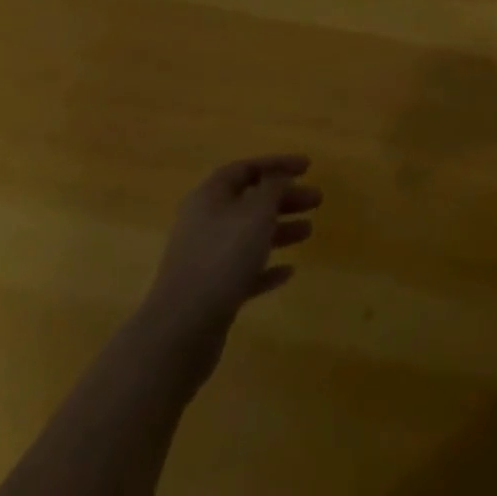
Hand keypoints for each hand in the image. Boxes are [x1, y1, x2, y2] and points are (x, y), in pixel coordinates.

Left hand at [139, 156, 321, 366]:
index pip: (247, 168)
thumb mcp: (256, 211)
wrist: (180, 331)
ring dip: (279, 230)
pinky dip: (265, 268)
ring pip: (248, 236)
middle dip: (284, 198)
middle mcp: (205, 222)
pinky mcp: (210, 292)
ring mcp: (205, 259)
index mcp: (211, 196)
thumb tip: (277, 177)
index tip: (308, 167)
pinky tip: (288, 272)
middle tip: (316, 200)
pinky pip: (243, 271)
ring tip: (308, 232)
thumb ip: (273, 187)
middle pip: (250, 201)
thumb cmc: (223, 257)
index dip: (278, 164)